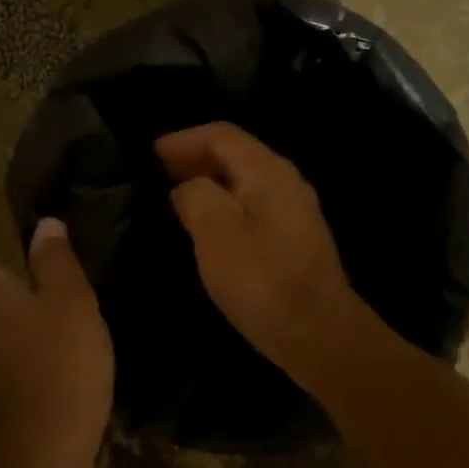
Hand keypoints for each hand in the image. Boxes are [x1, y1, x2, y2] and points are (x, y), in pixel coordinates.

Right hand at [156, 123, 378, 376]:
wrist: (317, 332)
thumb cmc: (261, 277)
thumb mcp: (215, 229)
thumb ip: (195, 195)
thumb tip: (187, 189)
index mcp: (268, 171)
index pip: (222, 135)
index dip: (184, 139)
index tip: (151, 153)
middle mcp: (285, 181)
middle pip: (236, 154)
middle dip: (195, 157)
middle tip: (159, 171)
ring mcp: (294, 210)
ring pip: (244, 180)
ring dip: (209, 180)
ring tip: (175, 194)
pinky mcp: (294, 238)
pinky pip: (252, 203)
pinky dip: (224, 202)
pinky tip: (206, 224)